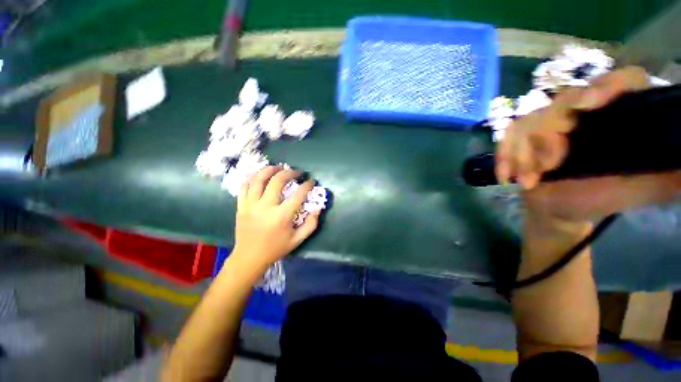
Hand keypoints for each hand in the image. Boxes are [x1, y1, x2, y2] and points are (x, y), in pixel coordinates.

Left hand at [232, 165, 319, 270]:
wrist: (249, 257)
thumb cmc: (276, 248)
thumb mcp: (298, 240)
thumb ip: (311, 224)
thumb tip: (317, 209)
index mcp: (282, 216)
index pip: (298, 194)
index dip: (307, 185)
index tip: (311, 181)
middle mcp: (265, 207)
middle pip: (277, 181)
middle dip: (290, 172)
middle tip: (297, 172)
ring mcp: (250, 205)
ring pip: (258, 179)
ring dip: (270, 169)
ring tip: (278, 167)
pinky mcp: (241, 206)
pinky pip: (244, 186)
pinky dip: (253, 178)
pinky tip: (260, 176)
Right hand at [496, 67, 680, 229]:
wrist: (556, 209)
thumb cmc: (597, 199)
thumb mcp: (637, 192)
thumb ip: (668, 176)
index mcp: (615, 117)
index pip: (621, 81)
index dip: (609, 83)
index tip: (594, 103)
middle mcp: (583, 113)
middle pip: (563, 101)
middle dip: (549, 135)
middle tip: (549, 165)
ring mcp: (549, 124)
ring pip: (530, 121)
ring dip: (524, 153)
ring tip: (528, 180)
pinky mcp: (523, 137)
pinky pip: (508, 137)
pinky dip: (504, 156)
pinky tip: (507, 175)